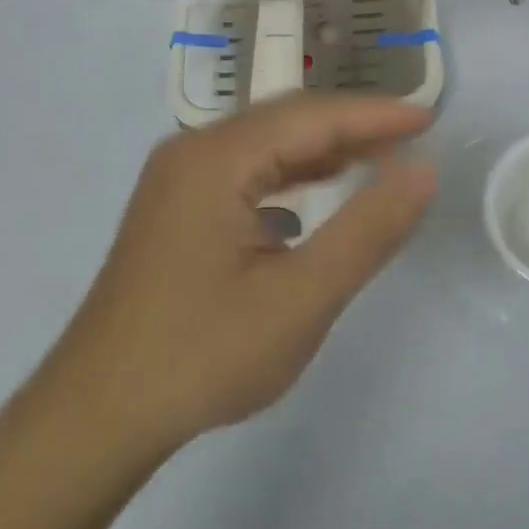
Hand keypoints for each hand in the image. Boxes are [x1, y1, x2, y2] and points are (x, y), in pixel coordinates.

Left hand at [51, 94, 436, 447]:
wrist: (99, 414)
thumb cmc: (202, 355)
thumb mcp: (301, 298)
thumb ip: (368, 230)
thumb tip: (423, 170)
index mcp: (215, 158)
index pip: (311, 116)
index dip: (375, 115)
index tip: (430, 119)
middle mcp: (192, 151)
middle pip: (286, 121)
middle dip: (352, 126)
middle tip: (413, 137)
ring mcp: (177, 179)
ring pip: (265, 145)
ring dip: (322, 149)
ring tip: (380, 158)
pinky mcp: (175, 207)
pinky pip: (245, 171)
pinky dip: (291, 175)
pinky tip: (318, 193)